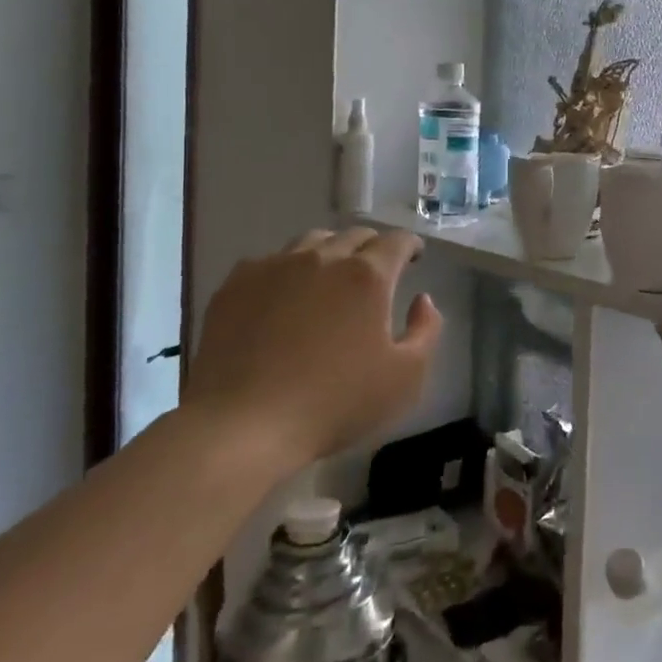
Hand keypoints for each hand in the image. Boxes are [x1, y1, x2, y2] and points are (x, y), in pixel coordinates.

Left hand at [183, 228, 442, 472]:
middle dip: (372, 247)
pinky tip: (284, 296)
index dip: (410, 245)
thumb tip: (422, 300)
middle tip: (376, 271)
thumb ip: (426, 331)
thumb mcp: (405, 378)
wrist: (242, 426)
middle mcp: (322, 258)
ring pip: (311, 242)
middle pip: (354, 235)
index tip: (413, 257)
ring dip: (330, 252)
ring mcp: (274, 267)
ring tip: (330, 278)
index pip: (396, 241)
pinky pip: (271, 262)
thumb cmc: (334, 404)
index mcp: (367, 276)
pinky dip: (288, 270)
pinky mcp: (236, 285)